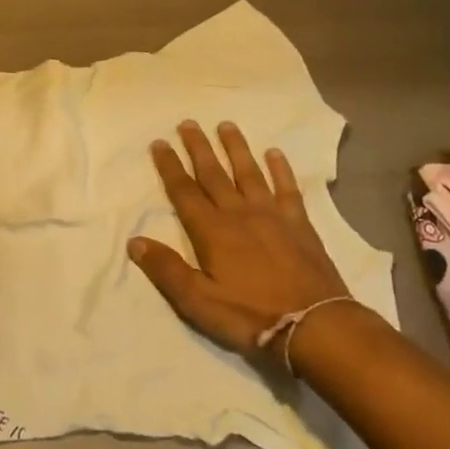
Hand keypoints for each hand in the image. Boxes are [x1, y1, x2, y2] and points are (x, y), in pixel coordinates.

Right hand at [128, 120, 350, 356]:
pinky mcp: (300, 224)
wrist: (314, 325)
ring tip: (226, 125)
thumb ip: (167, 270)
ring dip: (236, 148)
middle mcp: (240, 214)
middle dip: (198, 148)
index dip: (170, 167)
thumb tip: (135, 241)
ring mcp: (273, 216)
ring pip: (249, 173)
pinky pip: (287, 188)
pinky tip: (275, 153)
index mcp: (212, 232)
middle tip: (188, 123)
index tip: (159, 143)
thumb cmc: (250, 317)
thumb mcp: (198, 303)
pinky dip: (280, 169)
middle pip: (214, 174)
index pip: (184, 192)